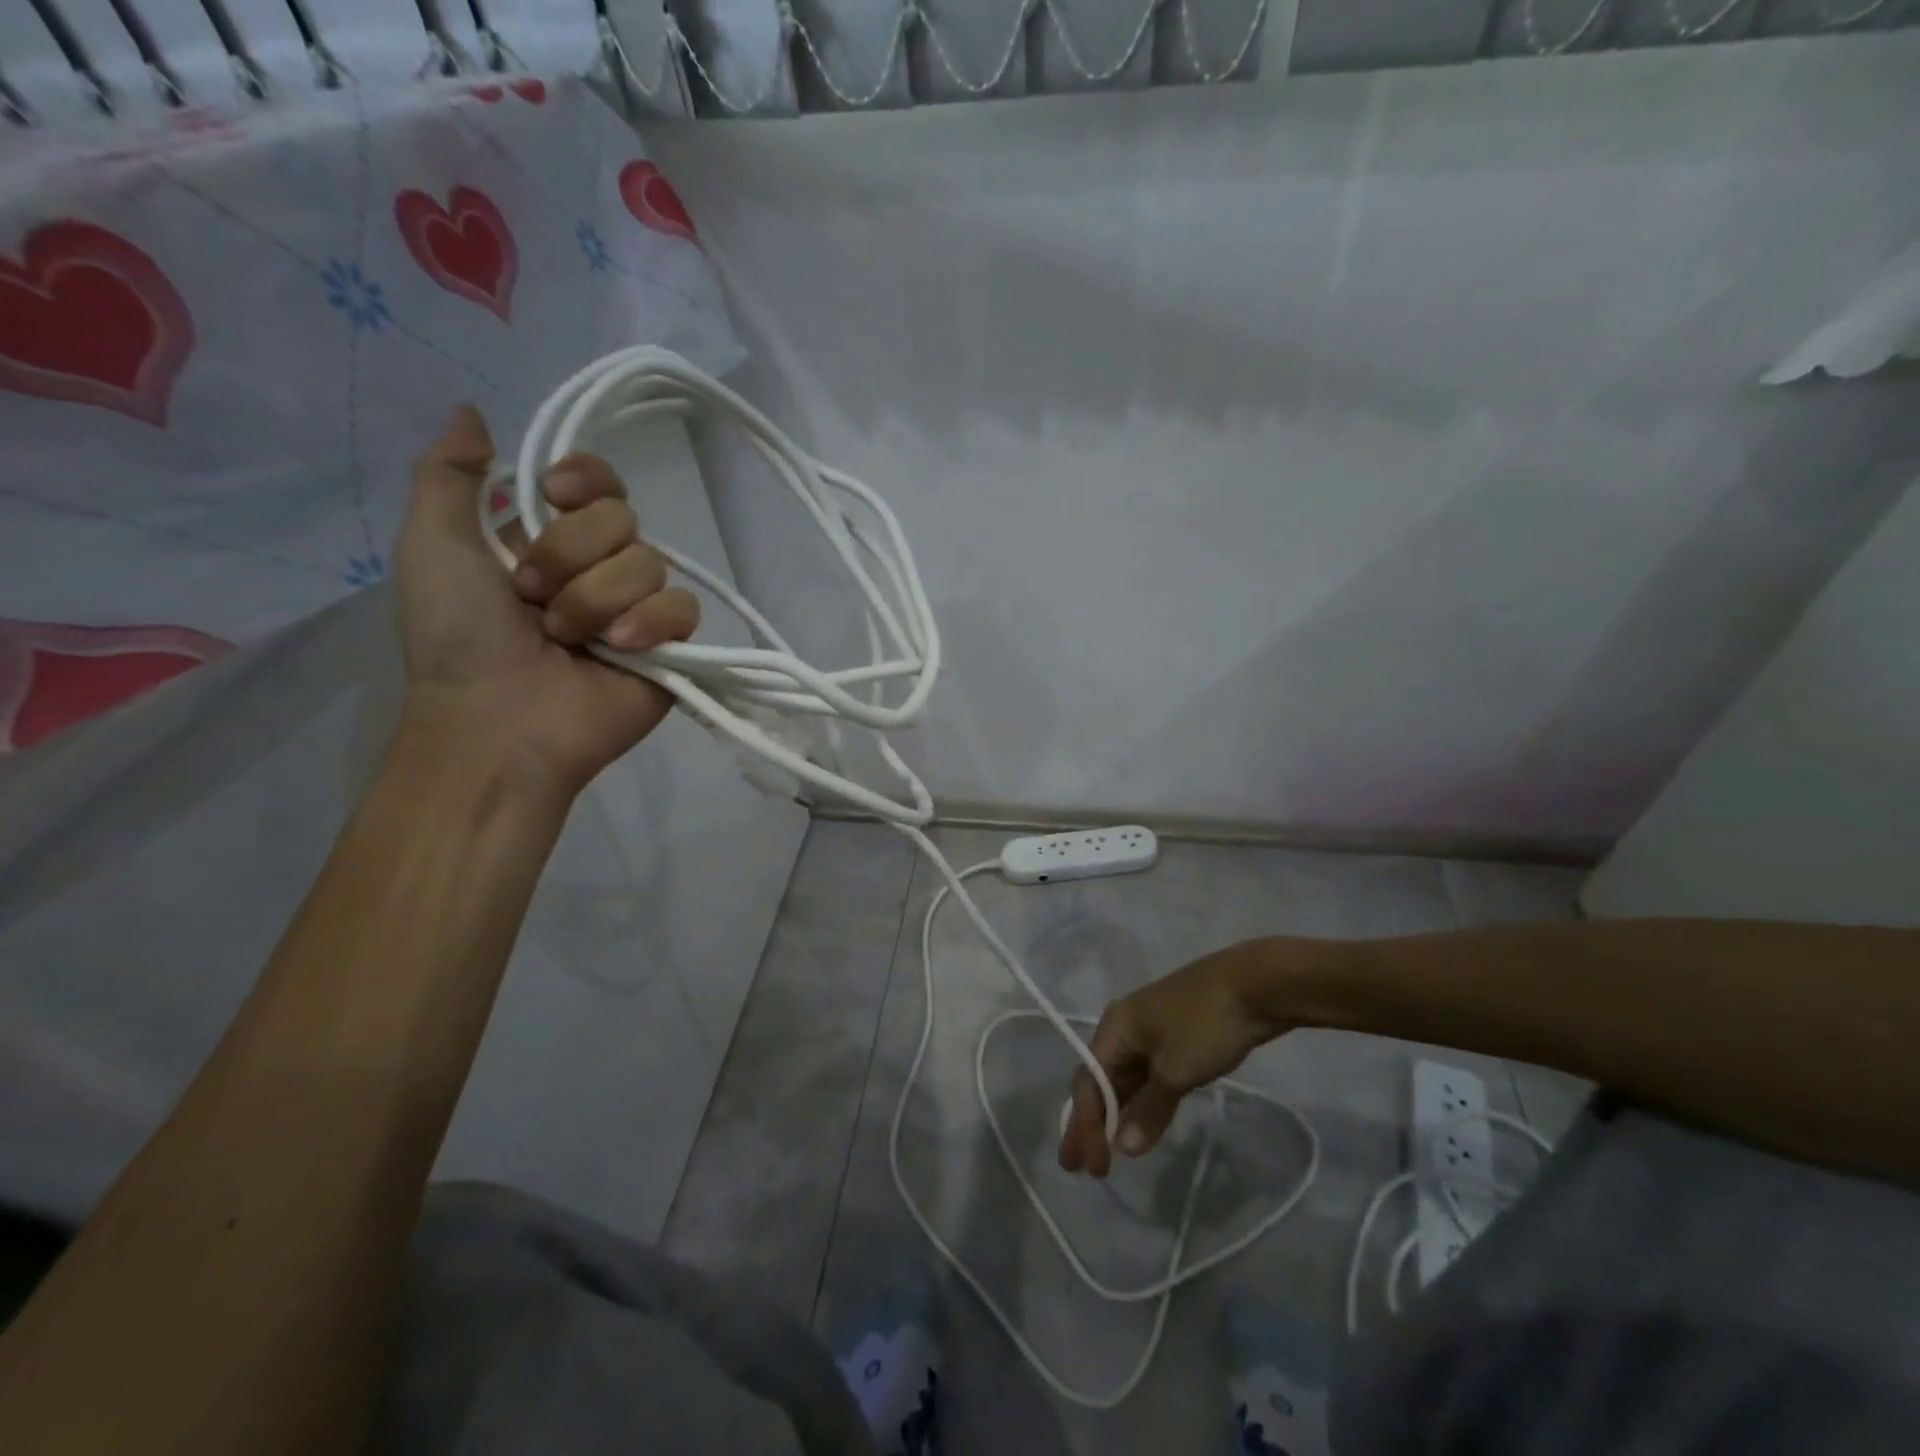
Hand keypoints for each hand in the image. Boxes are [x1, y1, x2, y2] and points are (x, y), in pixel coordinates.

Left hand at [394, 406, 700, 796]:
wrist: (499, 719)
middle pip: (623, 519)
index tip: (552, 497)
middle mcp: (601, 567)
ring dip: (596, 601)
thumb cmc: (458, 636)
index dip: (585, 480)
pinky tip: (619, 652)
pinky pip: (682, 607)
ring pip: (650, 563)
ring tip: (567, 641)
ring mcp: (640, 608)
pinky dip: (648, 624)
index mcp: (551, 539)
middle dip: (571, 557)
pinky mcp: (672, 645)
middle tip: (533, 601)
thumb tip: (471, 411)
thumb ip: (447, 475)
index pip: (599, 483)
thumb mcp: (431, 544)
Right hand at [1057, 945, 1286, 1177]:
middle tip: (1081, 1166)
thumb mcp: (1176, 1070)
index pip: (1089, 1083)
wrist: (1255, 985)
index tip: (1091, 1168)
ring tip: (1109, 1151)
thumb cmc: (1205, 1024)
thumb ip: (1149, 1109)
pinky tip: (1143, 1121)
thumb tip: (1124, 1147)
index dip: (1086, 1126)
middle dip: (1091, 1123)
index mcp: (1115, 1028)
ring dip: (1117, 1114)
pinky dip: (1142, 1100)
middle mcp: (1125, 1027)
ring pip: (1126, 1079)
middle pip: (1101, 1081)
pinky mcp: (1176, 1038)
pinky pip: (1148, 1075)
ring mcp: (1152, 1031)